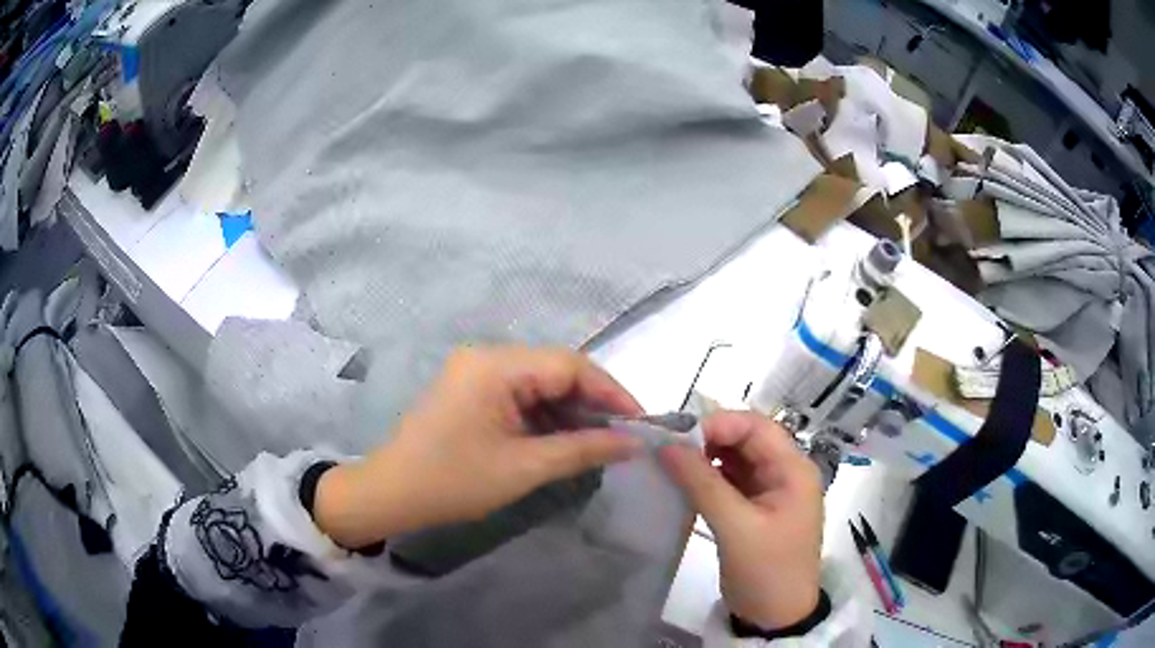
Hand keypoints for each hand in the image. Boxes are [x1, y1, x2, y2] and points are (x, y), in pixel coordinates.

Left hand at [314, 346, 643, 548]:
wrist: (392, 493)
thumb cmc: (454, 481)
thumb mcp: (524, 468)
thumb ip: (583, 449)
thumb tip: (633, 443)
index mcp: (495, 366)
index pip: (570, 365)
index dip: (610, 391)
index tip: (640, 422)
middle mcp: (486, 357)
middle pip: (556, 370)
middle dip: (592, 402)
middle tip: (623, 435)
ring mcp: (476, 373)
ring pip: (540, 383)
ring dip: (570, 411)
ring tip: (599, 441)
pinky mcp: (471, 390)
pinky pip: (520, 395)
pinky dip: (545, 416)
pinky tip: (564, 438)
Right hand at [660, 411, 822, 629]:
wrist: (775, 616)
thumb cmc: (766, 570)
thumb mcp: (736, 527)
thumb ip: (703, 483)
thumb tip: (667, 445)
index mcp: (794, 469)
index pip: (757, 427)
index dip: (718, 424)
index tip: (677, 436)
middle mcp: (785, 472)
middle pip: (746, 440)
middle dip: (708, 439)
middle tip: (668, 449)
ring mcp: (769, 490)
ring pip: (735, 459)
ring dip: (705, 458)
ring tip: (670, 463)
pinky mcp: (754, 508)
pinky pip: (729, 481)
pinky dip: (707, 478)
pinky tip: (683, 482)